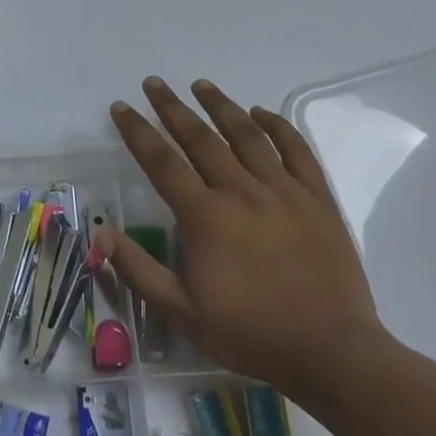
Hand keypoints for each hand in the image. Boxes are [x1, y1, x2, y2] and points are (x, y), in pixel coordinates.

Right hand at [96, 77, 386, 403]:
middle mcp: (242, 192)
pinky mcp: (317, 199)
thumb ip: (139, 270)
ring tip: (201, 85)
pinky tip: (261, 112)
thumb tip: (102, 233)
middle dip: (172, 107)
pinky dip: (277, 126)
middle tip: (154, 83)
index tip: (121, 107)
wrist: (333, 352)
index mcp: (206, 217)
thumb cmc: (252, 334)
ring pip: (246, 135)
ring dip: (221, 106)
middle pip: (200, 138)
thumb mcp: (182, 313)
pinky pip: (296, 151)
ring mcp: (284, 191)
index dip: (138, 131)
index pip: (162, 162)